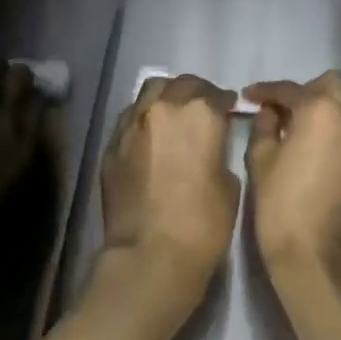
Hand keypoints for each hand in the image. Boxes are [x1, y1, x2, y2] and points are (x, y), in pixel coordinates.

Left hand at [96, 73, 239, 318]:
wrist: (150, 255)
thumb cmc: (202, 223)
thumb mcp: (230, 184)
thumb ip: (219, 153)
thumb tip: (209, 148)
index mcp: (200, 113)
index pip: (216, 94)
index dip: (225, 102)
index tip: (229, 111)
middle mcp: (163, 108)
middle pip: (180, 85)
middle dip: (195, 93)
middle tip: (202, 109)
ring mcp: (132, 124)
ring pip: (149, 93)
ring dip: (165, 98)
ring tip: (172, 116)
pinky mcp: (111, 145)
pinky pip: (130, 118)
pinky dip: (143, 119)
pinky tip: (150, 138)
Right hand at [244, 72, 340, 289]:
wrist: (317, 256)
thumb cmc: (281, 205)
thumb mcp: (261, 160)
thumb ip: (265, 125)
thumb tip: (271, 112)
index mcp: (321, 111)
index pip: (290, 89)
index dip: (266, 91)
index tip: (250, 97)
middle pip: (331, 86)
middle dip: (305, 93)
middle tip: (282, 112)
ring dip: (325, 112)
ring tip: (300, 132)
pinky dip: (338, 134)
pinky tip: (319, 154)